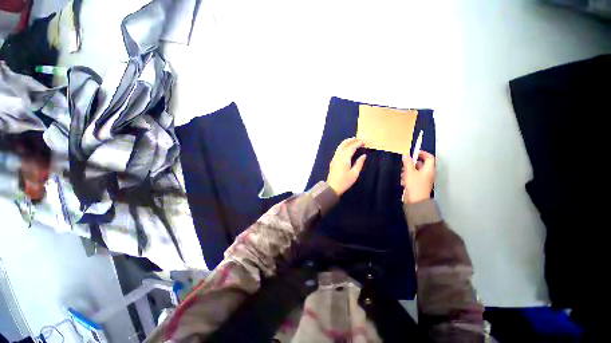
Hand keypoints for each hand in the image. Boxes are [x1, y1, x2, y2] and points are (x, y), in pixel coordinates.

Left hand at [327, 137, 366, 195]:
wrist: (332, 187)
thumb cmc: (344, 182)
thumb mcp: (354, 174)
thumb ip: (359, 163)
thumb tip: (364, 155)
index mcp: (344, 159)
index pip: (351, 147)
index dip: (358, 143)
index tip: (365, 142)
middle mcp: (338, 156)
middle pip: (344, 144)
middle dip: (352, 140)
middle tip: (360, 140)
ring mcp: (334, 158)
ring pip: (340, 146)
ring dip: (347, 142)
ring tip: (355, 141)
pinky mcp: (333, 160)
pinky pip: (338, 150)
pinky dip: (344, 146)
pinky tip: (348, 148)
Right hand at [401, 151, 434, 203]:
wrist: (416, 200)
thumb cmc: (415, 186)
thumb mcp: (410, 172)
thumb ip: (408, 163)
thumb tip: (406, 155)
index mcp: (429, 169)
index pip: (429, 157)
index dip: (422, 153)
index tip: (413, 153)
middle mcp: (428, 173)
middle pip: (421, 164)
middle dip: (412, 163)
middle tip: (405, 163)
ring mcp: (423, 179)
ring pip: (416, 170)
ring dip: (408, 170)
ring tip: (402, 173)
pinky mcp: (418, 184)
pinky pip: (413, 177)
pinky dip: (408, 176)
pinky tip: (403, 180)